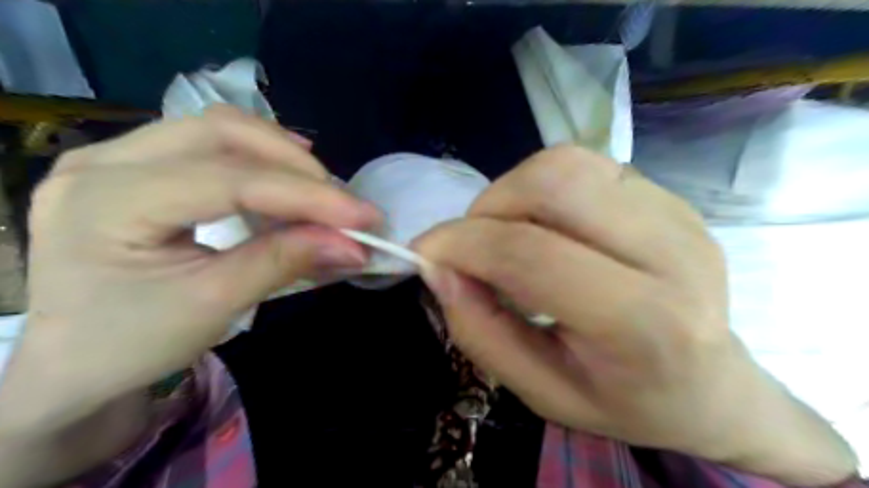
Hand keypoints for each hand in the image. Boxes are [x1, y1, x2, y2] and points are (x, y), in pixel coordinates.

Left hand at [0, 105, 380, 434]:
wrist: (73, 364)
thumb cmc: (132, 343)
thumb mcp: (215, 305)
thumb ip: (285, 262)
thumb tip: (353, 245)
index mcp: (106, 202)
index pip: (230, 181)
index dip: (307, 196)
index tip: (364, 216)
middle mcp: (103, 161)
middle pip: (221, 131)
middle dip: (295, 164)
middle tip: (341, 201)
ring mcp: (114, 157)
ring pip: (217, 129)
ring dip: (279, 156)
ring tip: (320, 191)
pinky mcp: (135, 167)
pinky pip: (209, 145)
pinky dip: (258, 159)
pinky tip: (283, 180)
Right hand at [417, 146, 857, 483]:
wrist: (714, 388)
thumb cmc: (626, 402)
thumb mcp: (541, 391)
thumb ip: (481, 331)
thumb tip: (437, 269)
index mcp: (642, 321)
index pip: (529, 254)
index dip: (461, 244)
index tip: (424, 253)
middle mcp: (670, 251)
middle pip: (553, 182)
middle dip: (488, 205)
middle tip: (473, 244)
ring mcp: (676, 214)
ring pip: (567, 163)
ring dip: (514, 193)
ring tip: (510, 236)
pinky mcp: (670, 198)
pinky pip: (587, 168)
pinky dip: (545, 190)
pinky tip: (551, 230)